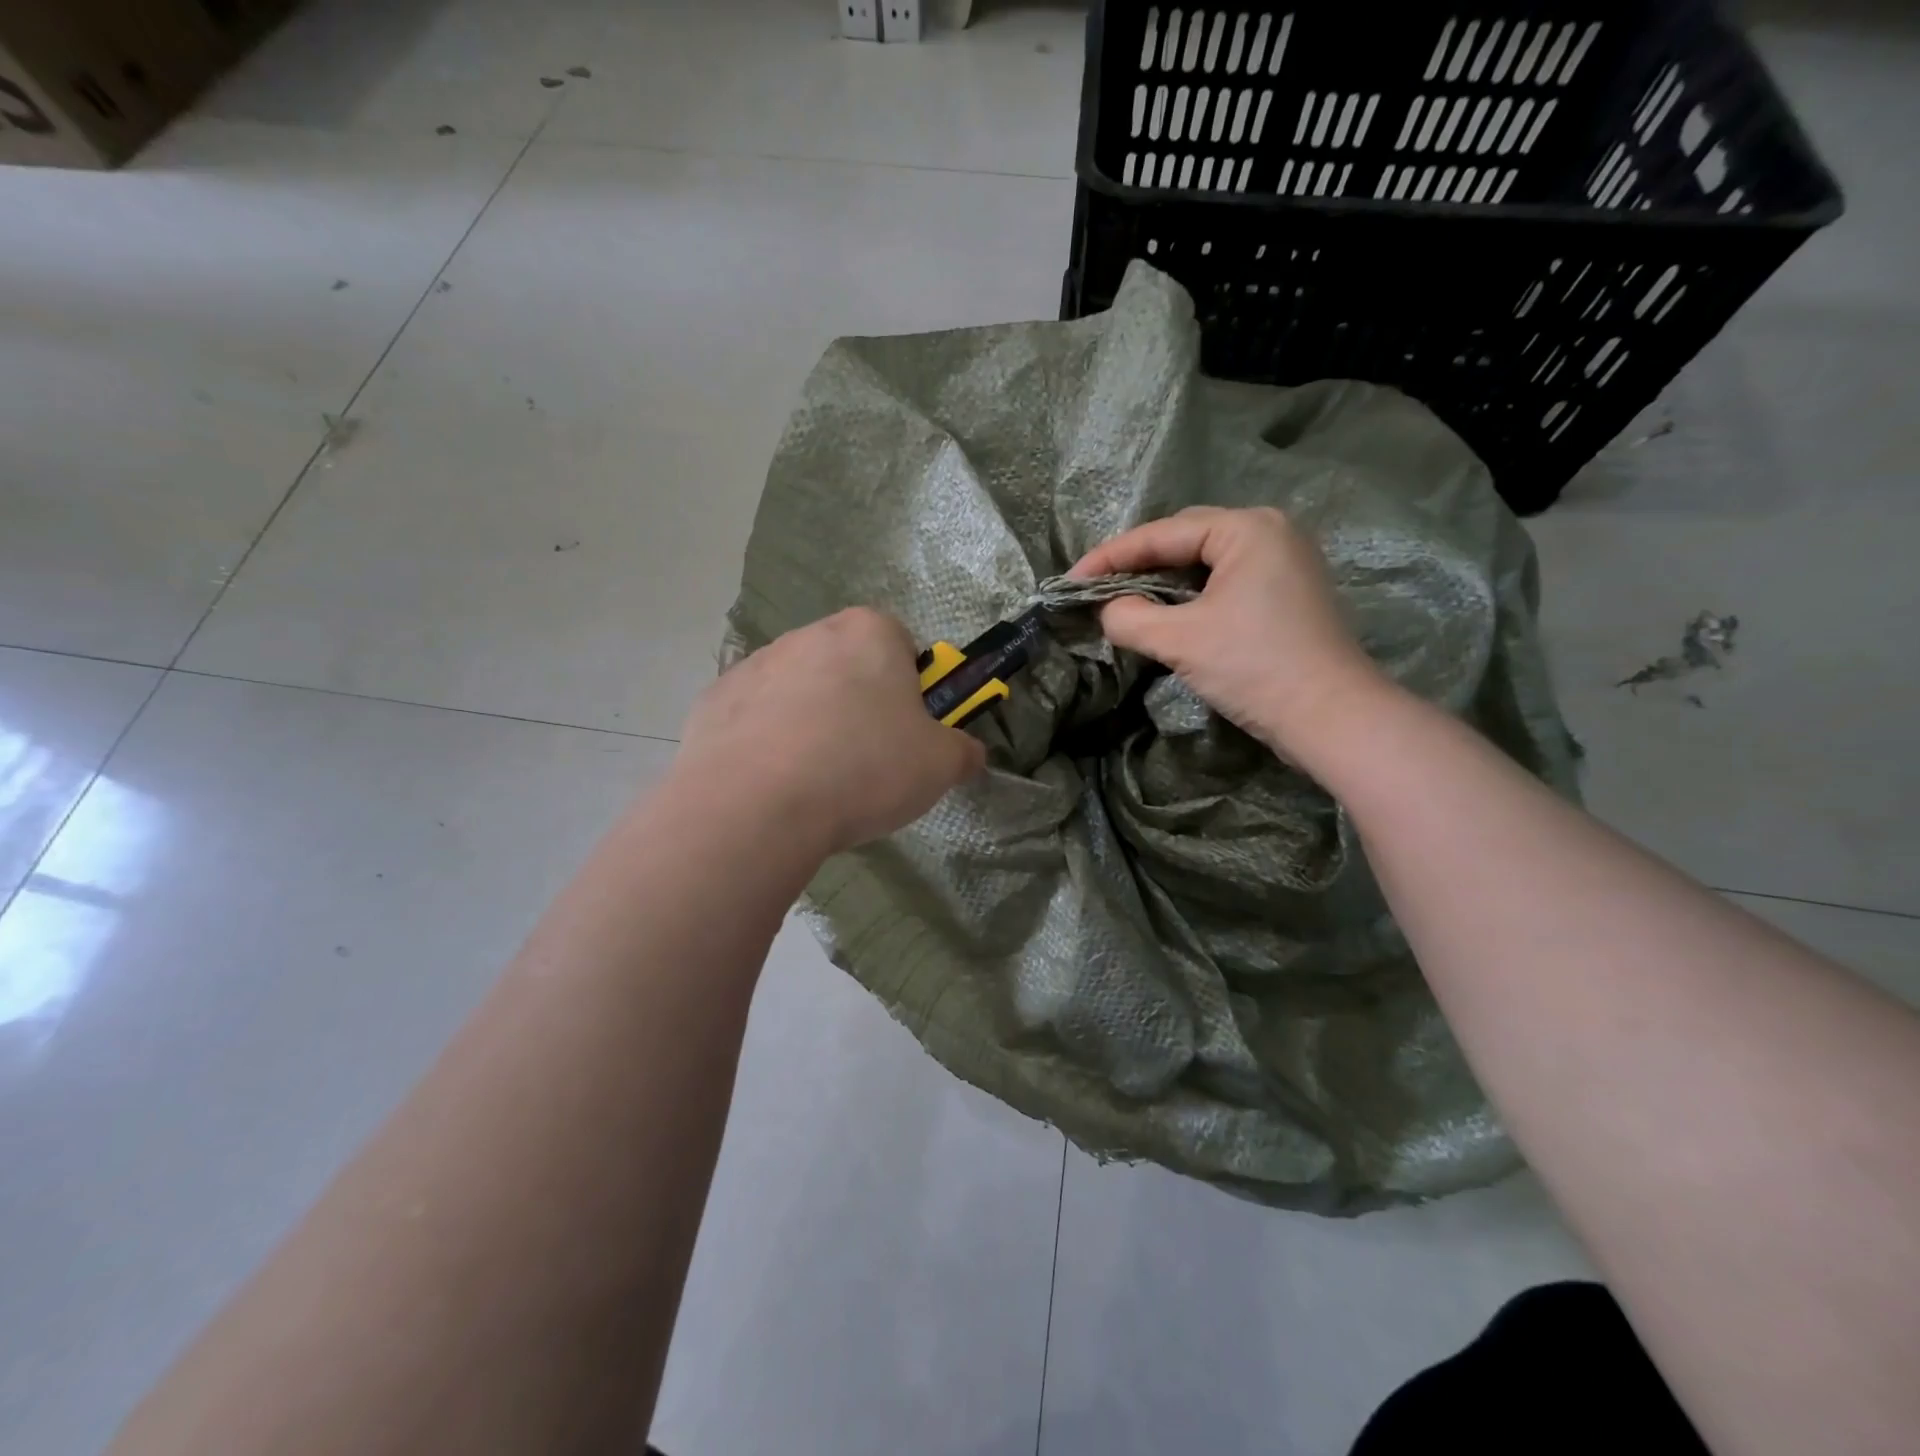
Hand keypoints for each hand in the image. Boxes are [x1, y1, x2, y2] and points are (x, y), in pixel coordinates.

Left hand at [675, 608, 986, 856]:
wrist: (755, 805)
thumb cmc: (864, 768)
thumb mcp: (940, 765)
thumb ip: (963, 751)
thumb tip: (968, 753)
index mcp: (869, 632)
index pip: (901, 644)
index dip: (910, 689)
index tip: (906, 733)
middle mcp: (810, 634)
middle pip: (848, 666)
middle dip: (859, 704)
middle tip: (866, 761)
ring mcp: (756, 664)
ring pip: (800, 691)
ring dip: (811, 722)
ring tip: (815, 782)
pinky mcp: (713, 700)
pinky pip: (755, 717)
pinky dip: (766, 743)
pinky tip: (772, 784)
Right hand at [1070, 506, 1385, 760]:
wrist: (1331, 717)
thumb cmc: (1254, 667)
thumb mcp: (1179, 640)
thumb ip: (1128, 617)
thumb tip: (1107, 609)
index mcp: (1247, 529)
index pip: (1162, 534)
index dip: (1109, 557)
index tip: (1069, 581)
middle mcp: (1269, 532)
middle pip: (1185, 539)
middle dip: (1136, 563)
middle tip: (1095, 588)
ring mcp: (1284, 562)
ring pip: (1205, 561)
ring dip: (1162, 580)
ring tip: (1123, 599)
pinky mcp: (1287, 593)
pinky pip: (1224, 581)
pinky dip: (1190, 594)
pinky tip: (1166, 612)